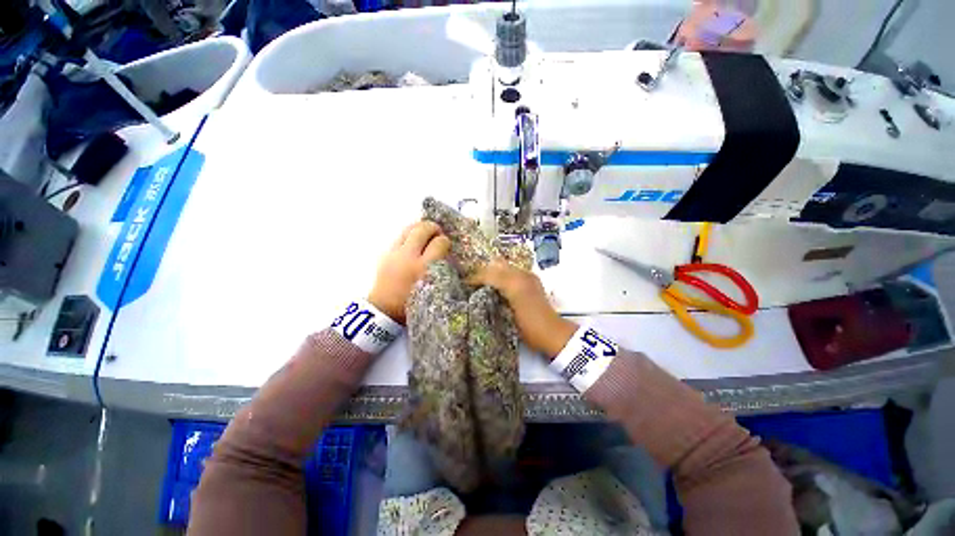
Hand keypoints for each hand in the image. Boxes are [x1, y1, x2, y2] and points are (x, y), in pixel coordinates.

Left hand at [369, 221, 450, 323]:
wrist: (385, 310)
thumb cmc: (415, 303)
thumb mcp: (434, 290)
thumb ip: (442, 271)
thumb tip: (447, 254)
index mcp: (424, 269)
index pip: (440, 243)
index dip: (445, 241)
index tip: (446, 245)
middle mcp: (409, 257)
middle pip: (423, 230)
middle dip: (433, 228)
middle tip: (438, 233)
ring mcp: (395, 253)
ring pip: (409, 229)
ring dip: (420, 228)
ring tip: (426, 234)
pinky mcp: (385, 254)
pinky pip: (399, 237)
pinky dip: (409, 236)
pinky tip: (413, 243)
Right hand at [470, 261, 576, 358]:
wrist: (551, 332)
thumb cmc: (528, 327)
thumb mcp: (507, 315)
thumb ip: (493, 298)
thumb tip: (479, 291)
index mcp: (514, 283)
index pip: (489, 274)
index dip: (475, 278)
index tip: (464, 283)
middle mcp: (521, 275)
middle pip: (497, 265)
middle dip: (483, 271)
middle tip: (471, 281)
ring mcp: (528, 276)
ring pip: (505, 266)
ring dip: (492, 272)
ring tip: (481, 281)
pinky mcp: (532, 280)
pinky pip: (513, 271)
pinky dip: (502, 274)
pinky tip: (497, 284)